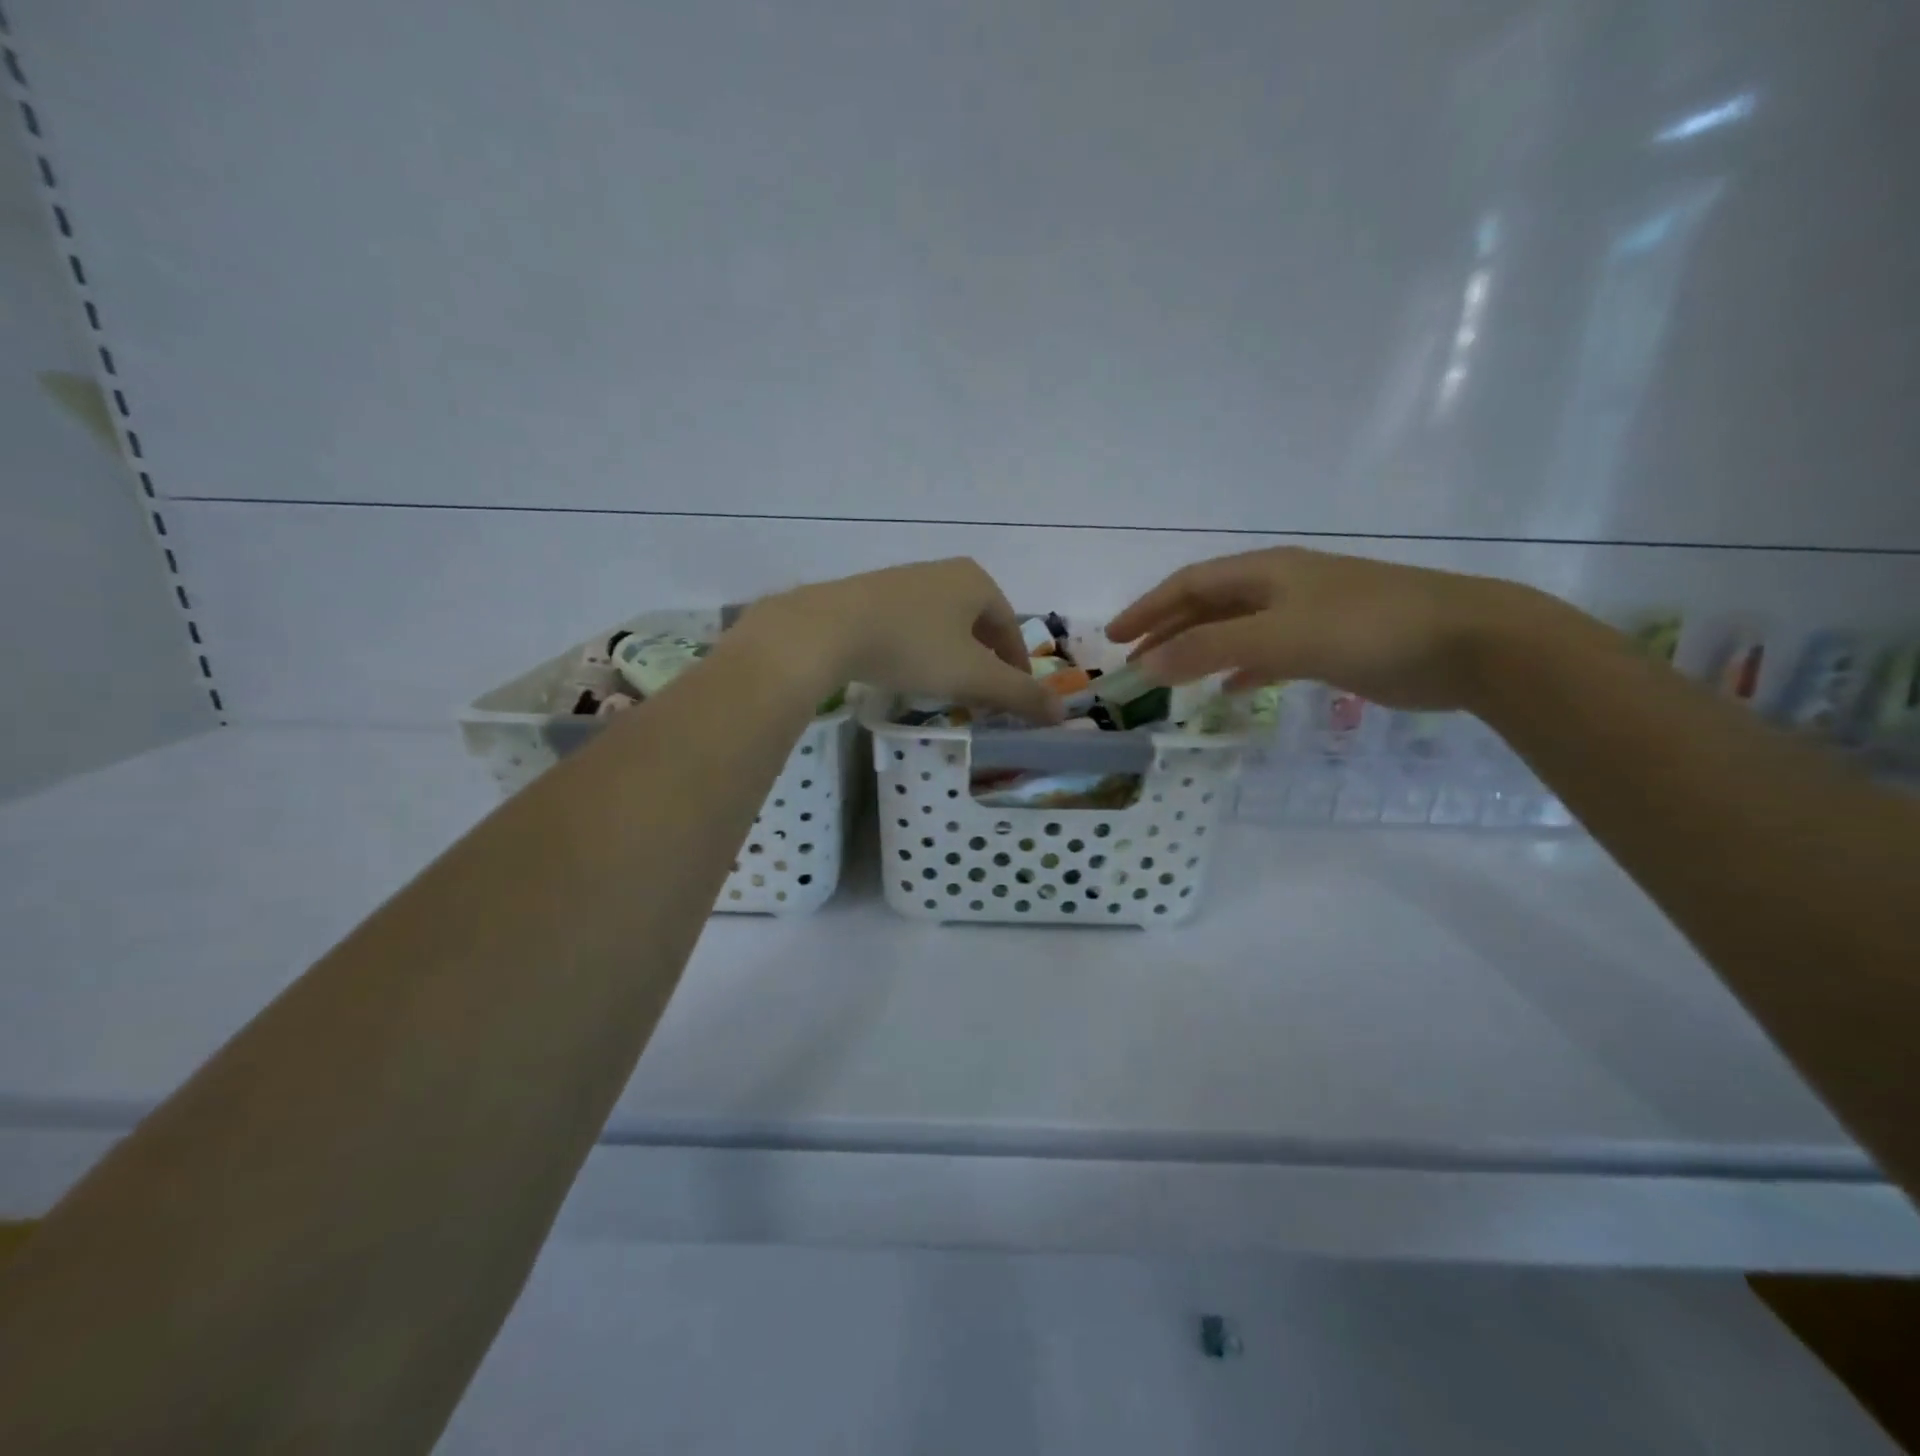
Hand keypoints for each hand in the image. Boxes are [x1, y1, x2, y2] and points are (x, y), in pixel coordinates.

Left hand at [750, 558, 1063, 722]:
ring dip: (952, 656)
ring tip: (945, 688)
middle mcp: (944, 572)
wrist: (828, 629)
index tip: (1015, 696)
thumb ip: (1019, 695)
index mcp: (976, 582)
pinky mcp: (871, 594)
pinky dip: (920, 649)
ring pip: (943, 624)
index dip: (1017, 665)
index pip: (1010, 628)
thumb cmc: (913, 647)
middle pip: (977, 624)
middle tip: (982, 696)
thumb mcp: (972, 676)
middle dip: (984, 661)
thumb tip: (1062, 712)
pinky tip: (907, 671)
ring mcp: (905, 580)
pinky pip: (911, 624)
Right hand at [1106, 547, 1553, 710]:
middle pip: (1209, 606)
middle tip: (1134, 663)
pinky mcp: (1330, 645)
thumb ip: (1210, 649)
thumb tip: (1148, 664)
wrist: (1468, 642)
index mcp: (1265, 572)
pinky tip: (1231, 690)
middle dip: (1167, 632)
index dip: (1148, 608)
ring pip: (1236, 631)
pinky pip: (1268, 654)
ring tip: (1169, 678)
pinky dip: (1242, 669)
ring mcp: (1307, 615)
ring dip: (1199, 651)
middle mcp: (1281, 587)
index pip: (1189, 585)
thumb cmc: (1367, 627)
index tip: (1114, 638)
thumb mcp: (1279, 636)